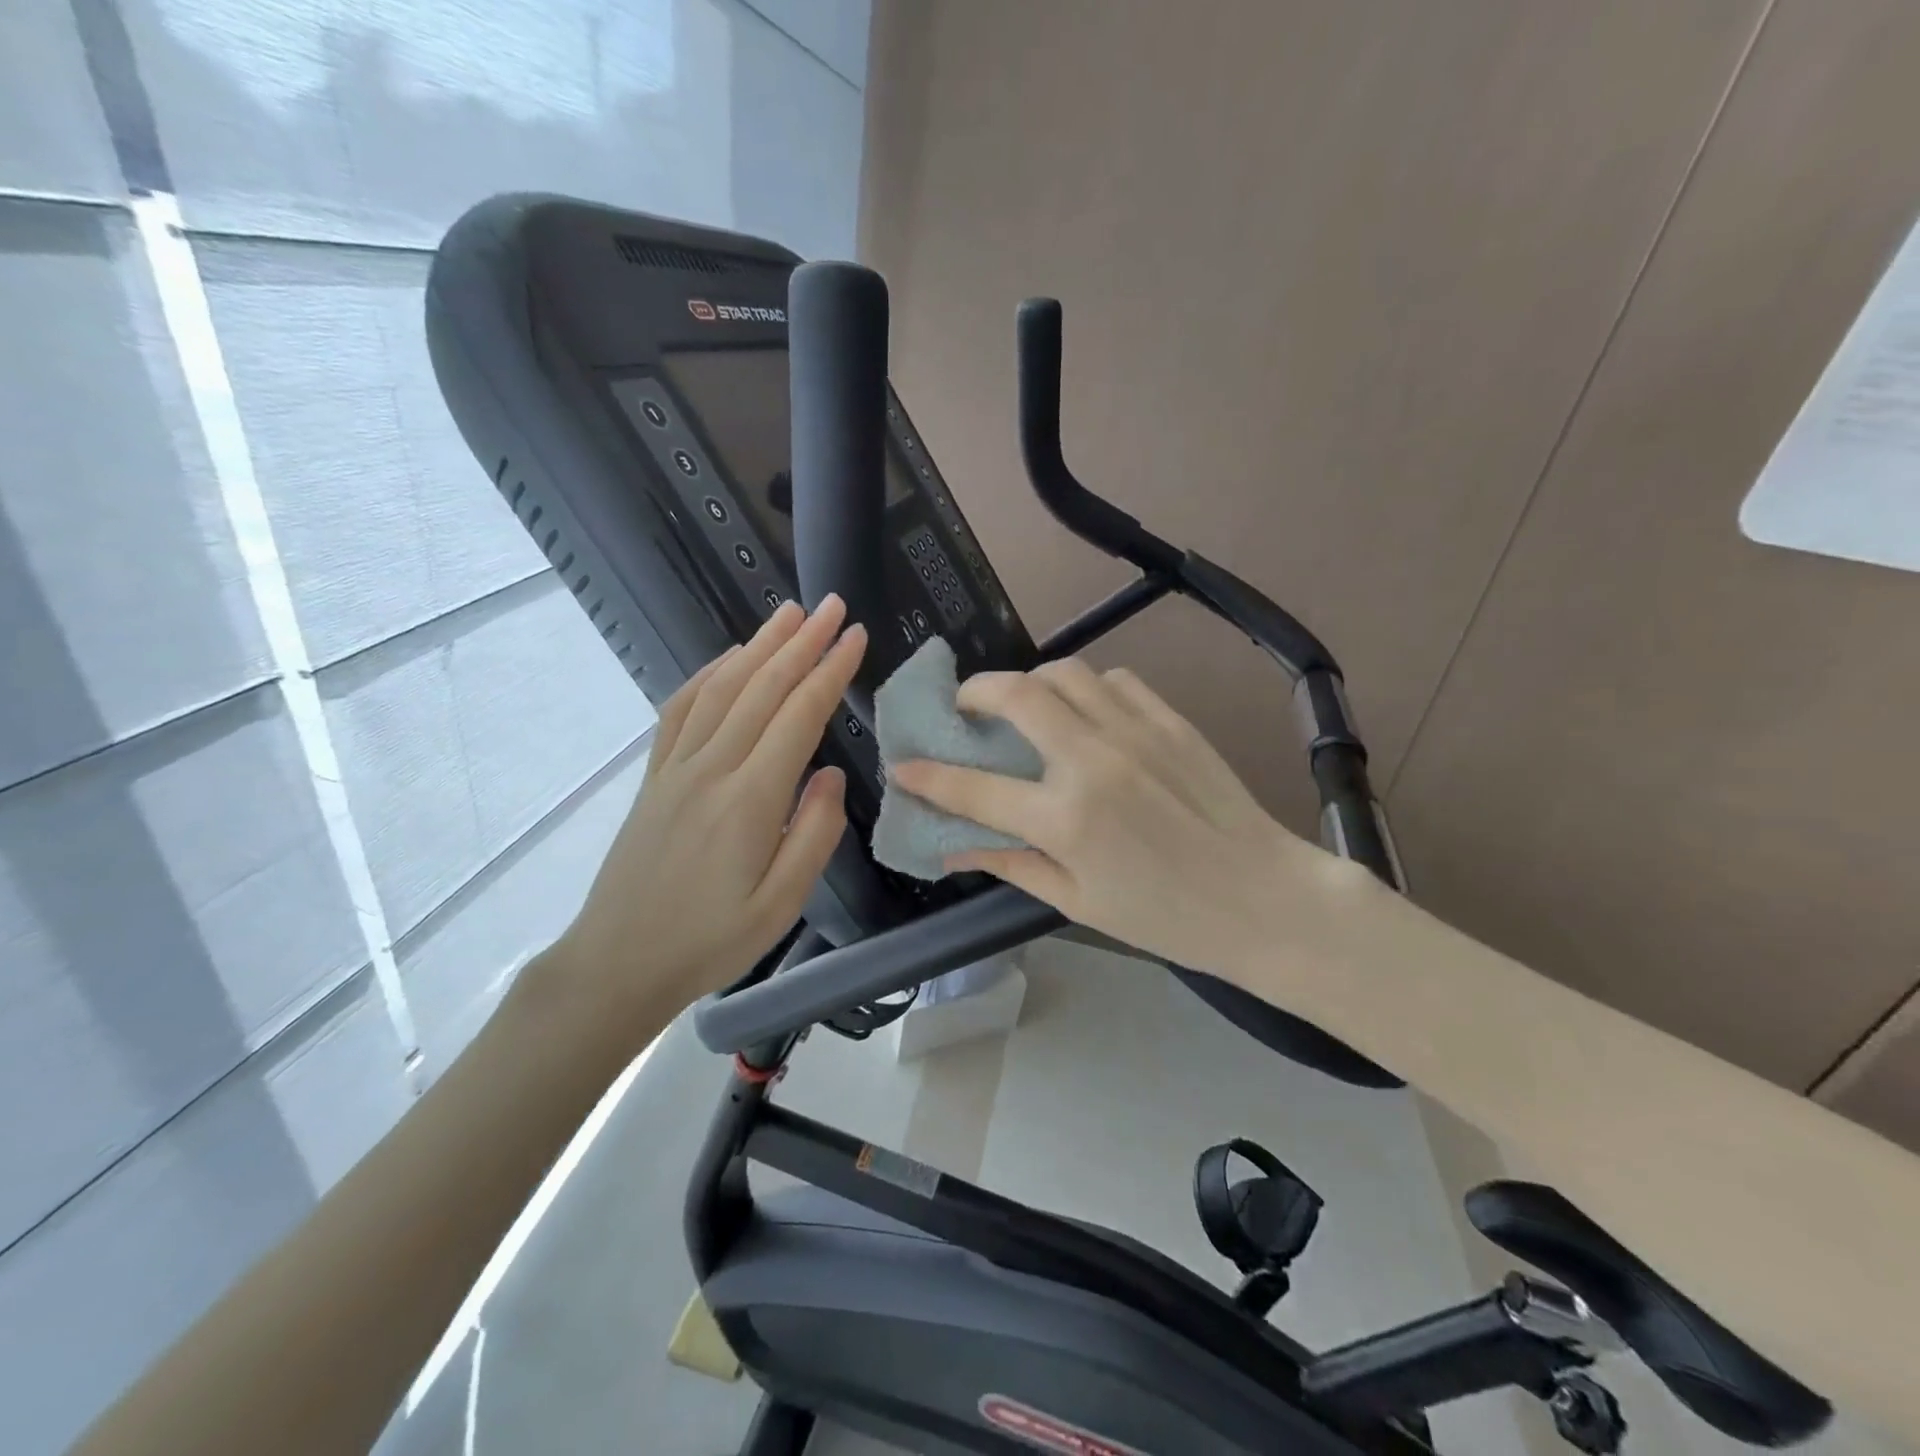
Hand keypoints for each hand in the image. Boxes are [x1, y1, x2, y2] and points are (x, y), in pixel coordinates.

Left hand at [543, 599, 865, 1049]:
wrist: (618, 963)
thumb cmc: (710, 941)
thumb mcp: (781, 904)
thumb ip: (814, 834)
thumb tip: (830, 774)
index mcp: (750, 800)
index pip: (799, 716)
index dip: (829, 671)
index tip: (854, 637)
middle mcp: (711, 769)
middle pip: (762, 688)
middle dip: (801, 642)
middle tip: (831, 605)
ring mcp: (676, 768)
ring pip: (722, 689)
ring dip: (757, 647)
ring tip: (788, 614)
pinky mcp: (655, 776)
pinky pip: (680, 710)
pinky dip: (707, 675)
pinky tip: (727, 660)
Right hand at [891, 659, 1373, 977]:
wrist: (1263, 898)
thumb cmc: (1165, 916)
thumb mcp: (1077, 901)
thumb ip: (1011, 863)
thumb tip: (954, 845)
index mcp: (1065, 819)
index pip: (973, 787)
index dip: (928, 775)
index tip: (902, 764)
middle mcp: (1092, 761)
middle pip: (1016, 694)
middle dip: (974, 692)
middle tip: (966, 708)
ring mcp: (1135, 732)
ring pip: (1064, 671)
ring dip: (1032, 682)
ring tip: (1027, 708)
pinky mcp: (1170, 719)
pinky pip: (1114, 679)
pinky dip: (1086, 687)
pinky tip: (1087, 714)